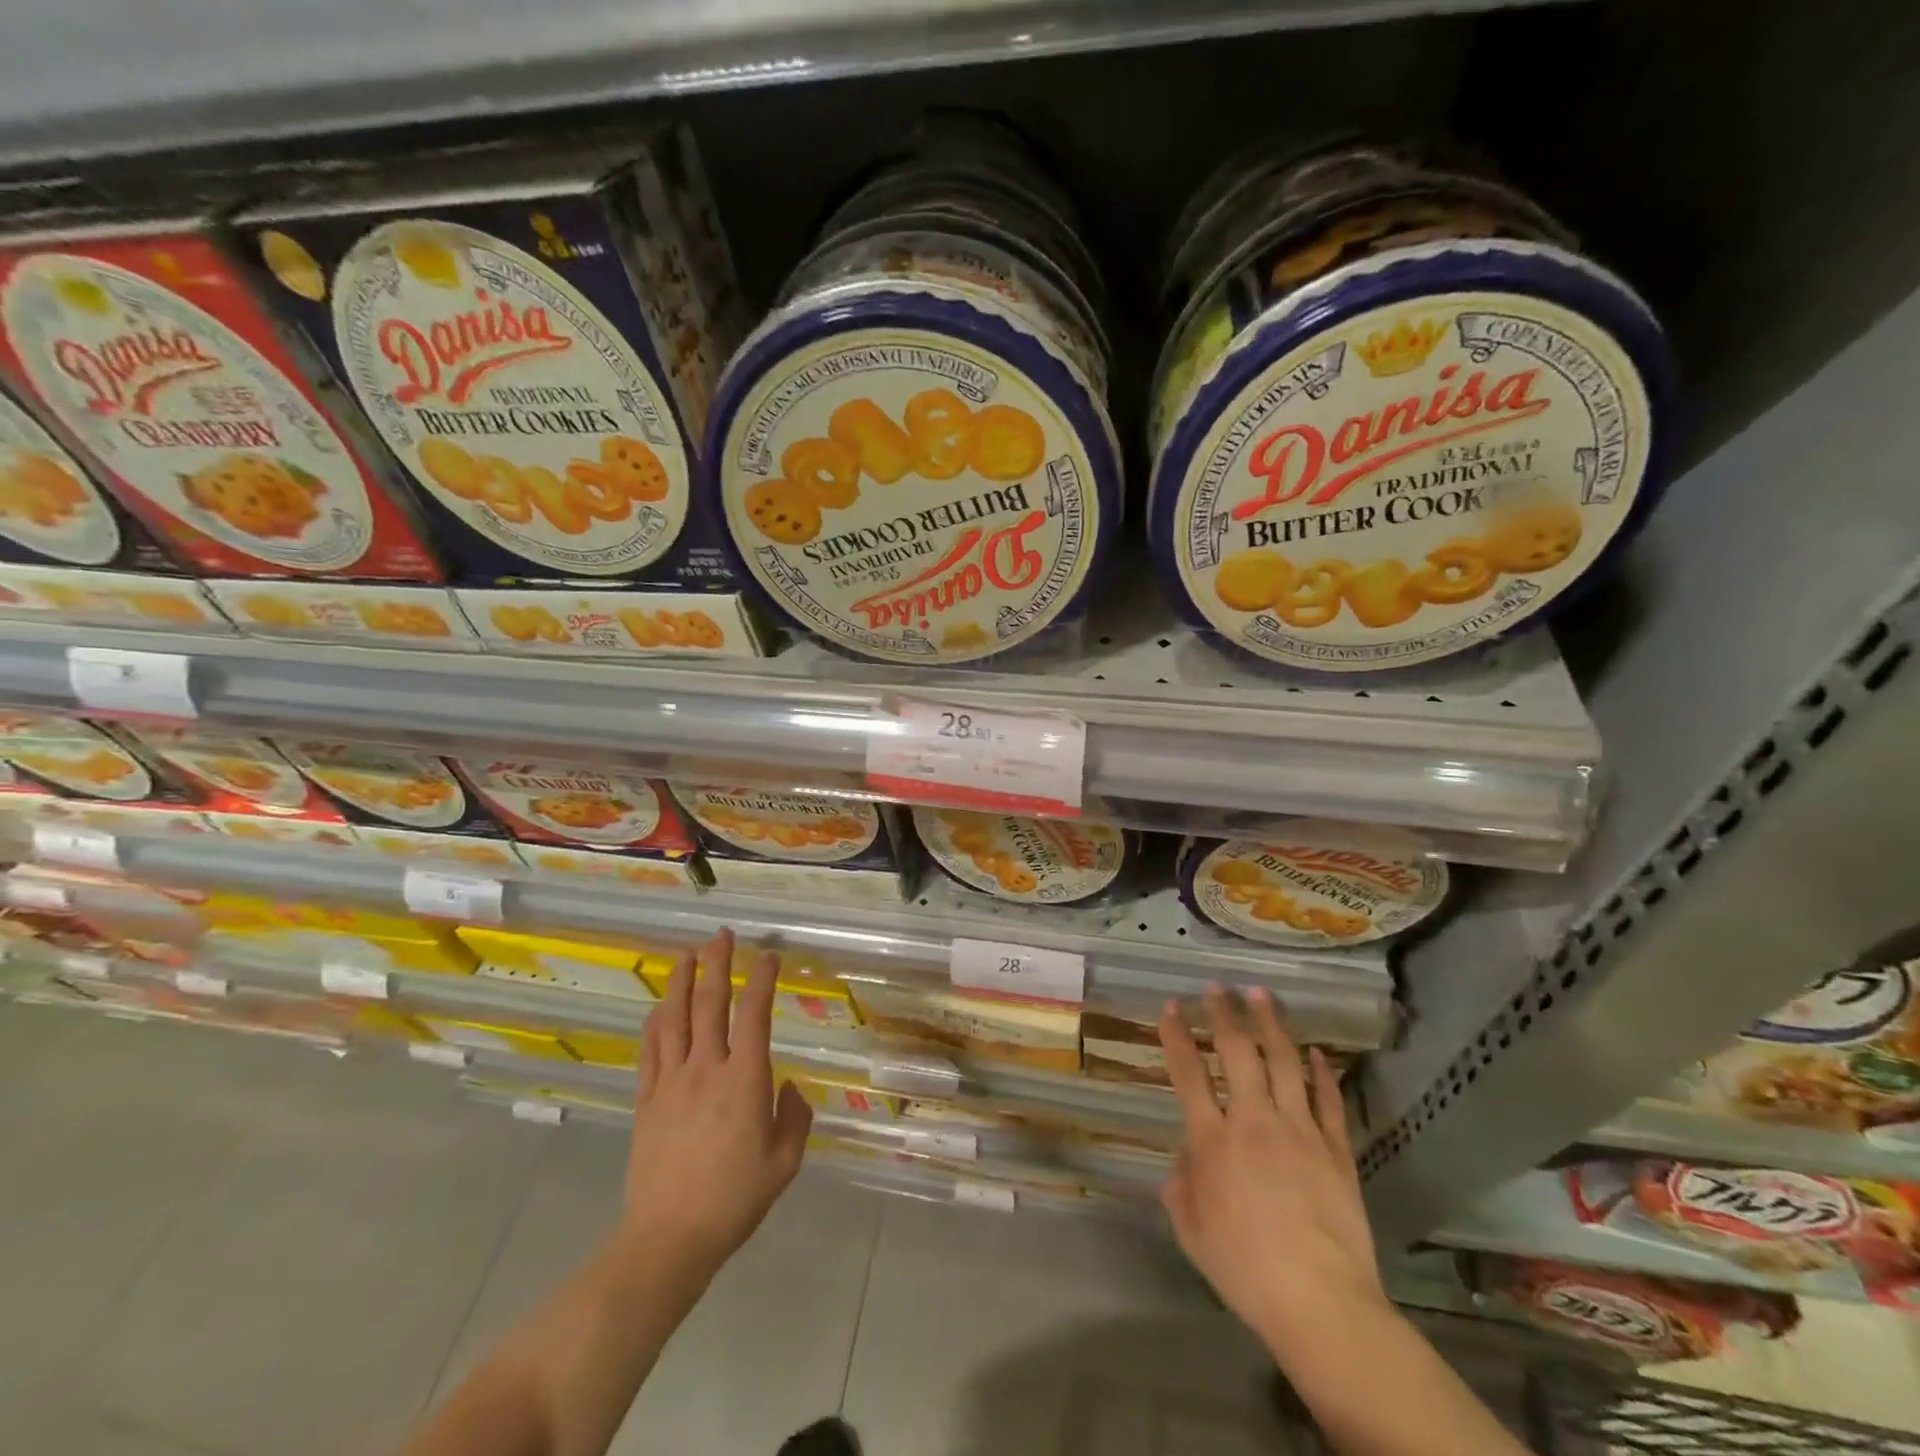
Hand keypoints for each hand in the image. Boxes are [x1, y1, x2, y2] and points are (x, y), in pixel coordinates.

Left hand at [625, 930, 812, 1277]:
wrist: (669, 1238)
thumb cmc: (735, 1199)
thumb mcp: (785, 1162)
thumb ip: (794, 1117)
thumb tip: (787, 1087)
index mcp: (745, 1079)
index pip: (755, 1014)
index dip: (763, 979)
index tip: (770, 956)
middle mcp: (707, 1068)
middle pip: (711, 1003)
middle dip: (717, 963)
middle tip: (722, 936)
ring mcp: (672, 1081)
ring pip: (675, 1018)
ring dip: (682, 981)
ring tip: (687, 955)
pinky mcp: (647, 1100)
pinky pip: (651, 1049)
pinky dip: (656, 1021)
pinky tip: (660, 1006)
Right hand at [1158, 985, 1384, 1356]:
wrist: (1320, 1302)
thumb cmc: (1244, 1268)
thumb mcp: (1190, 1230)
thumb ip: (1181, 1184)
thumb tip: (1188, 1158)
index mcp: (1212, 1139)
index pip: (1188, 1072)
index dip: (1177, 1035)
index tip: (1172, 1006)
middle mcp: (1253, 1121)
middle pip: (1238, 1052)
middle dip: (1225, 1014)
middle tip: (1218, 988)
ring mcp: (1300, 1131)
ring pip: (1284, 1062)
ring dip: (1271, 1024)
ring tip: (1262, 995)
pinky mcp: (1336, 1149)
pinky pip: (1328, 1100)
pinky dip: (1322, 1073)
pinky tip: (1316, 1052)